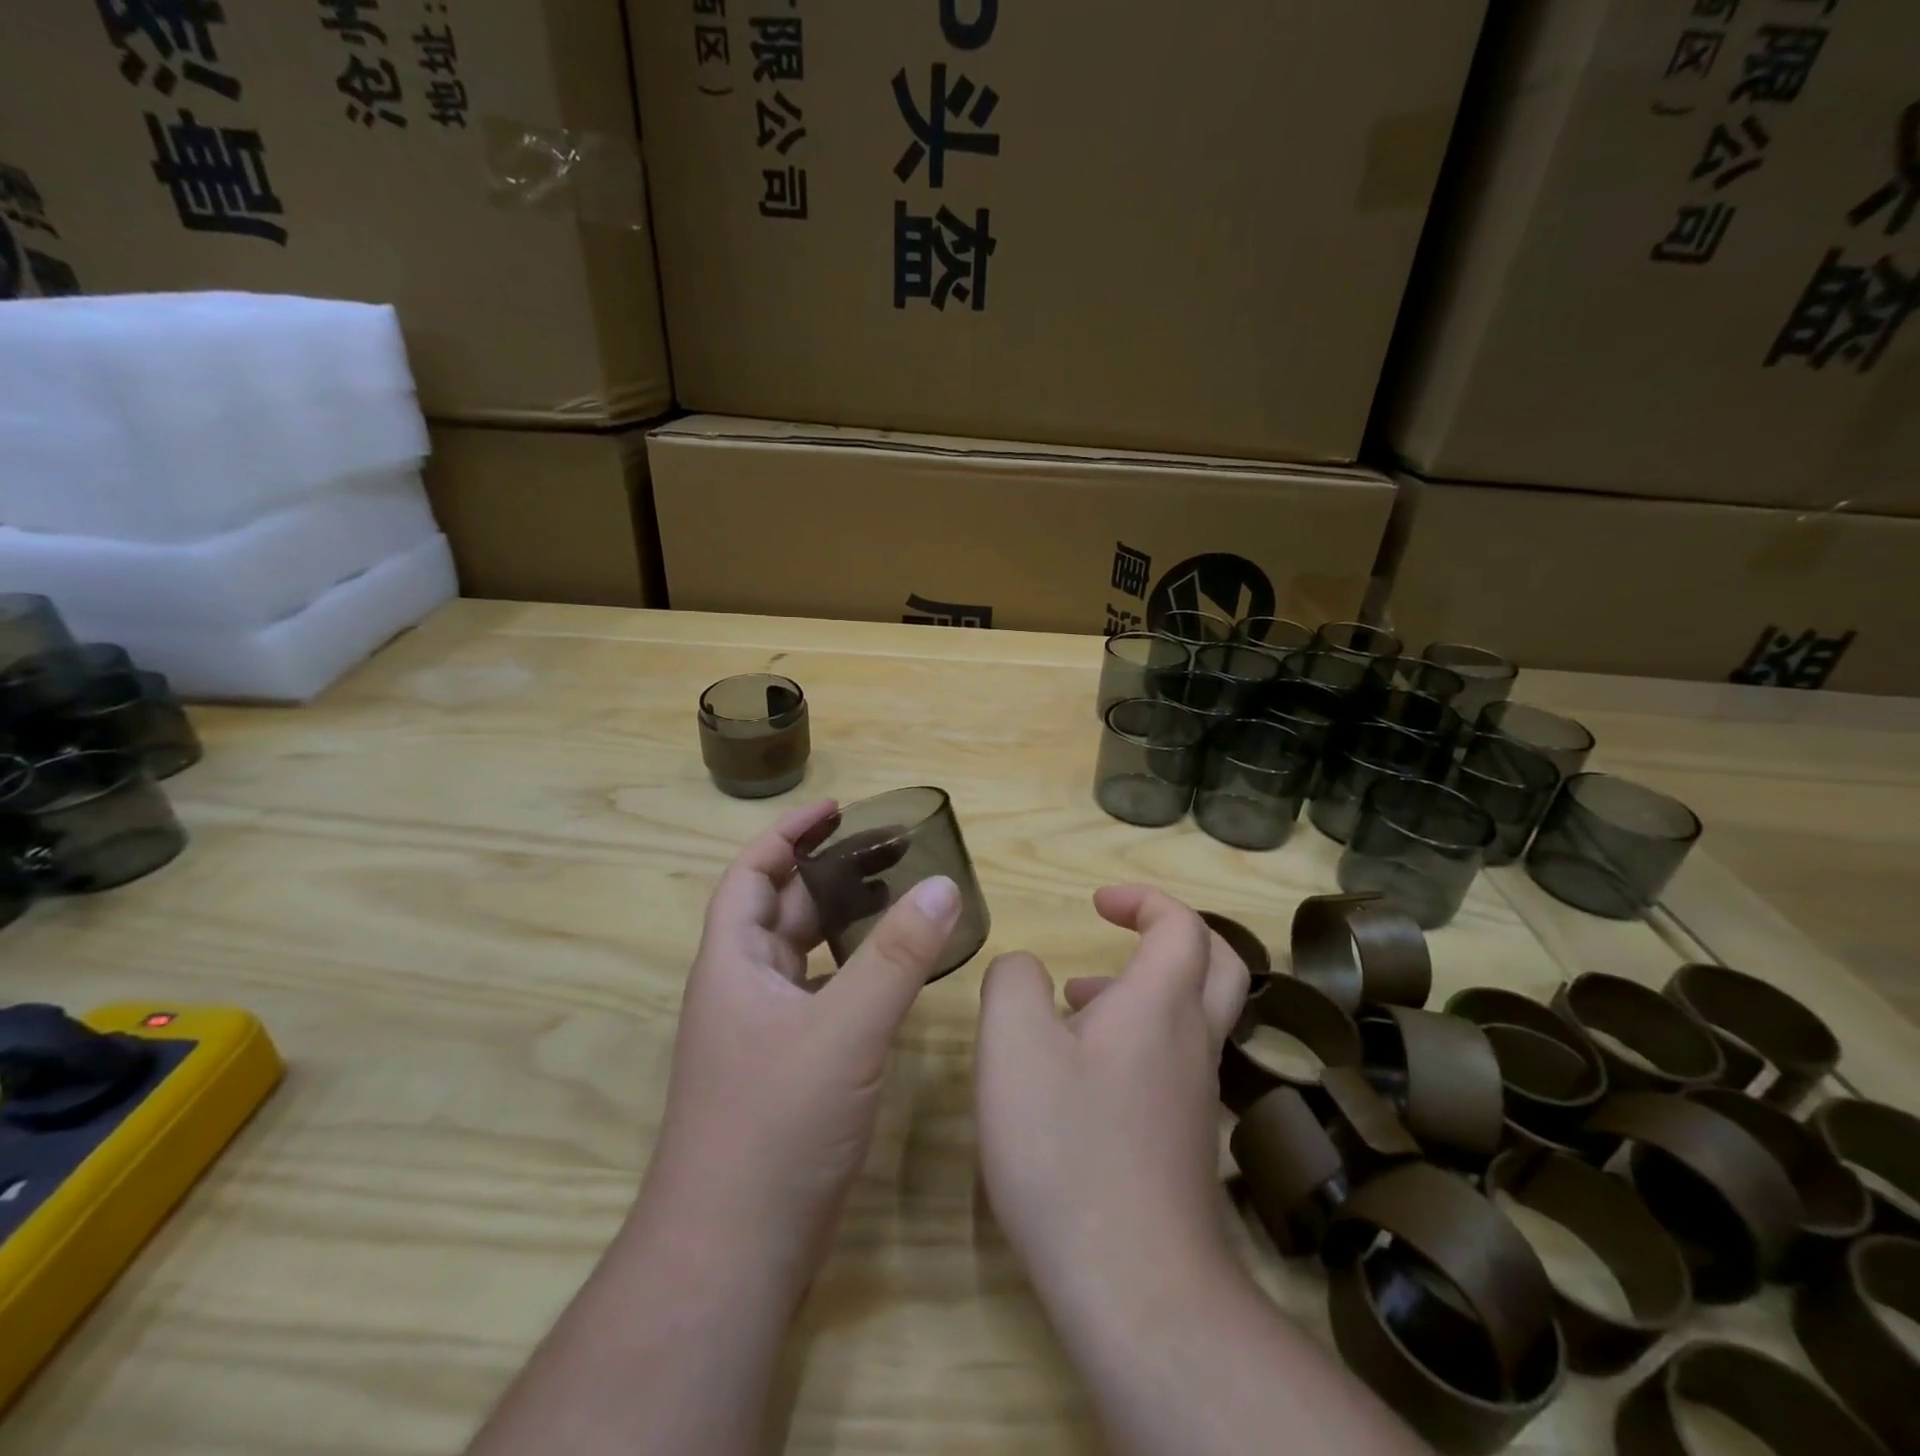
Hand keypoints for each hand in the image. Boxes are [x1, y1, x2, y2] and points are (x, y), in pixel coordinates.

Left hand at [639, 799, 962, 1294]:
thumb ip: (897, 957)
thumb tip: (944, 886)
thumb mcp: (845, 1030)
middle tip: (891, 852)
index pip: (751, 875)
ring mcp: (764, 1035)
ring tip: (900, 900)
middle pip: (783, 911)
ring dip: (844, 925)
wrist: (732, 1254)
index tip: (837, 810)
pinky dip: (854, 975)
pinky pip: (823, 999)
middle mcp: (743, 991)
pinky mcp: (789, 1071)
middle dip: (830, 875)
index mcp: (734, 965)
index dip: (788, 835)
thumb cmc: (776, 1126)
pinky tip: (895, 976)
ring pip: (805, 957)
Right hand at [974, 886, 1249, 1304]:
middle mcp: (1191, 1041)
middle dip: (1170, 932)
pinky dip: (1137, 1040)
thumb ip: (1011, 983)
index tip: (1098, 903)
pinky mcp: (1186, 1141)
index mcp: (1160, 1004)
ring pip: (1192, 1015)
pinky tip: (1081, 1075)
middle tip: (1120, 930)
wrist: (1135, 1287)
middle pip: (1217, 963)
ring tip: (1074, 1003)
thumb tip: (1023, 969)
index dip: (1144, 900)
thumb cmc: (1068, 1148)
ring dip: (1144, 989)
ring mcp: (1196, 1096)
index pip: (1182, 925)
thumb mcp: (1012, 1046)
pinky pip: (1173, 1062)